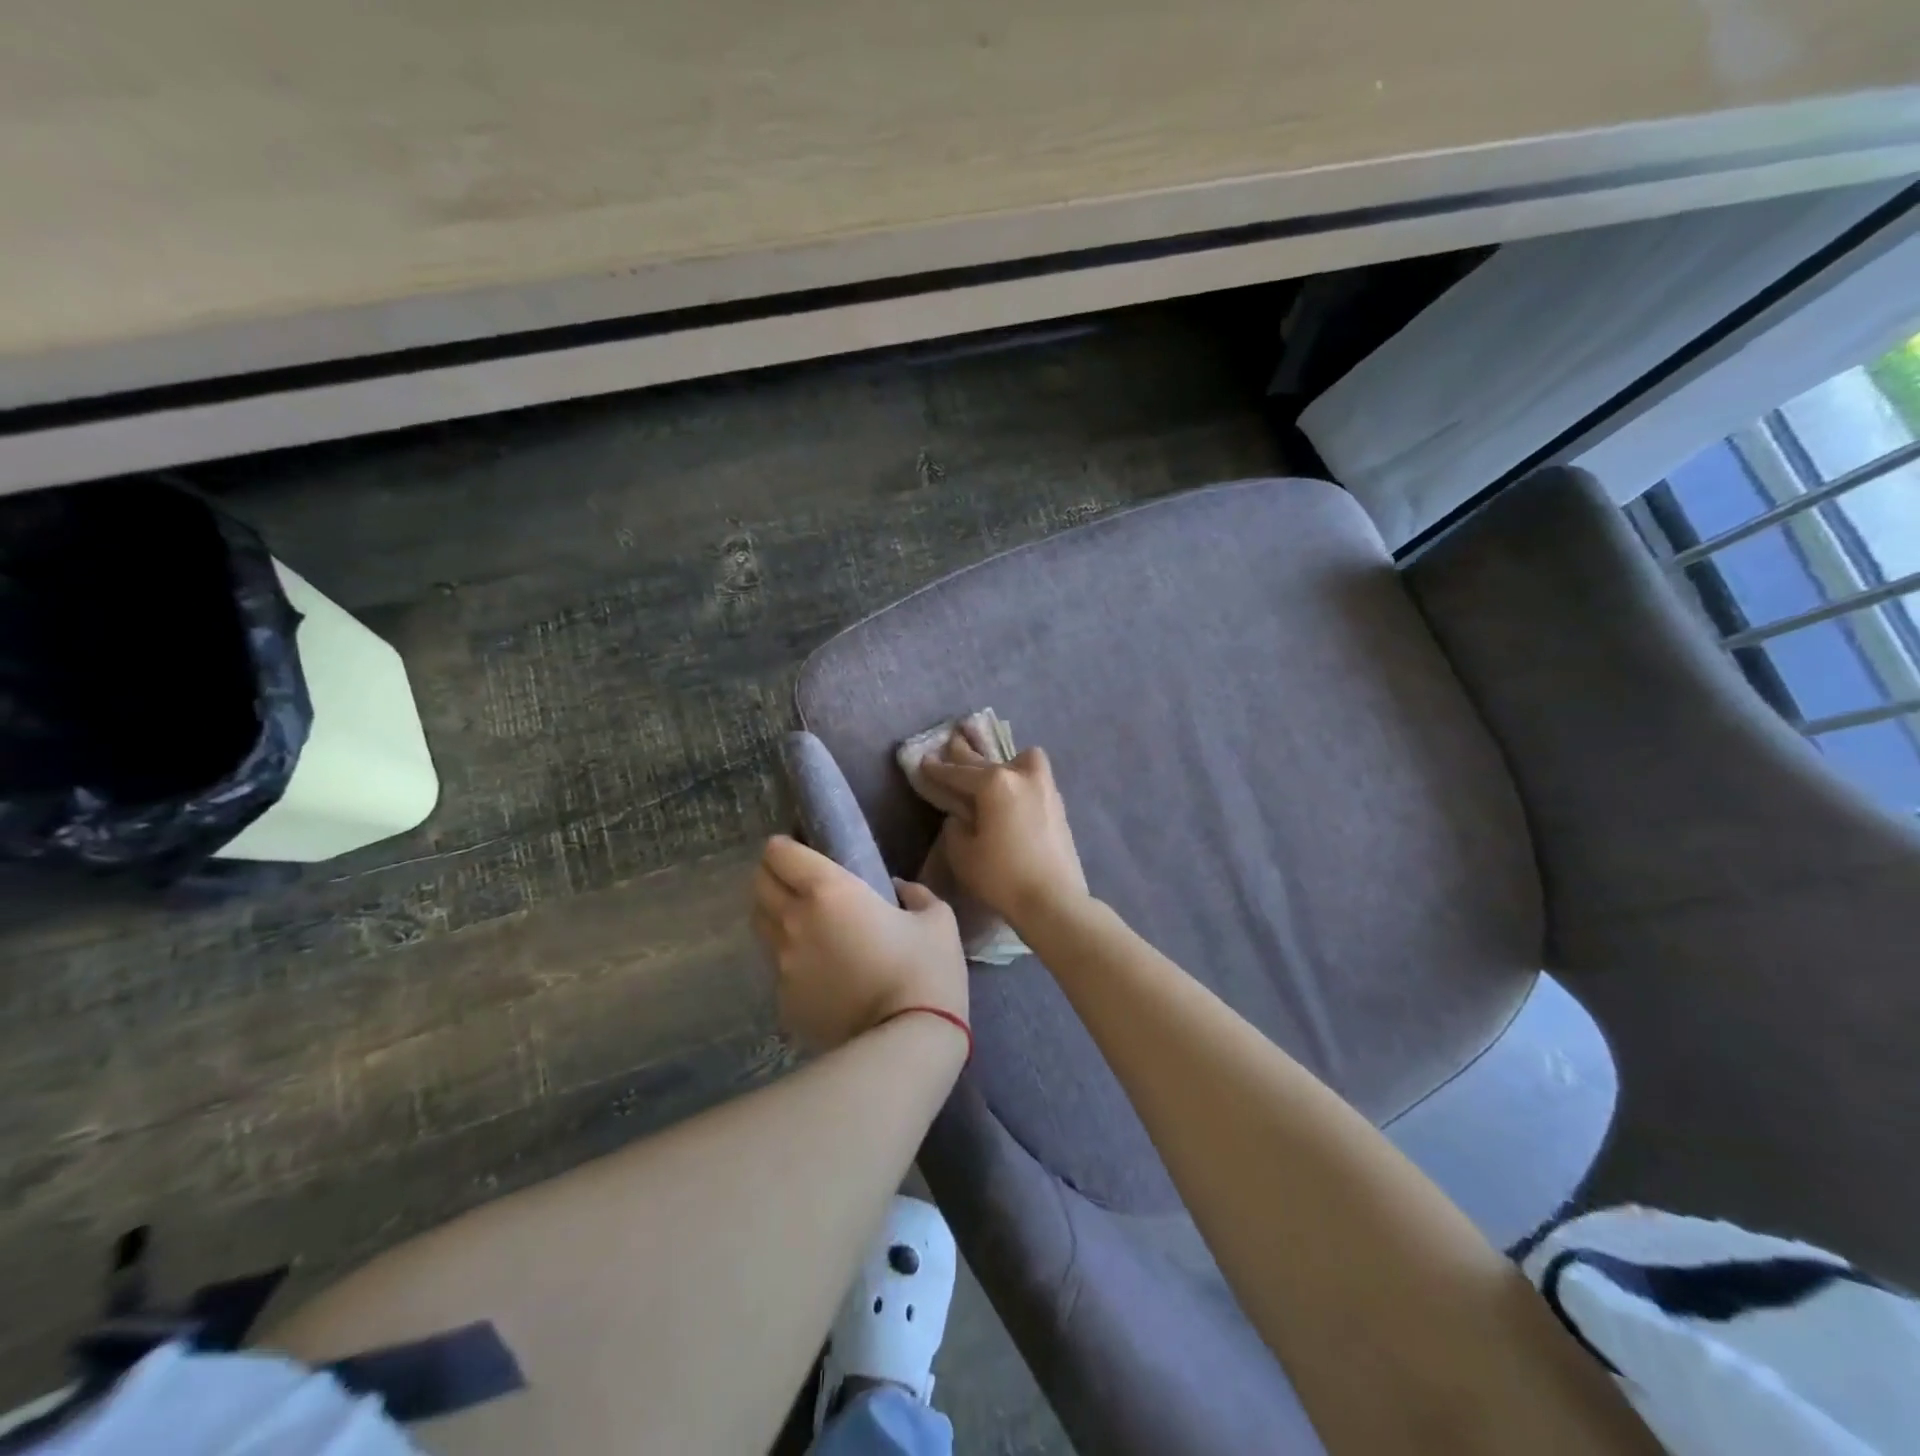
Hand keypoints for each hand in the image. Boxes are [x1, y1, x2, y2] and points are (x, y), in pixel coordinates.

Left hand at [751, 835, 968, 1053]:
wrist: (907, 1042)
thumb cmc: (926, 970)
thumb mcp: (937, 919)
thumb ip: (916, 894)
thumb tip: (900, 890)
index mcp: (829, 891)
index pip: (779, 854)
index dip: (785, 846)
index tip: (800, 848)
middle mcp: (794, 921)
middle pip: (760, 884)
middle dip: (773, 874)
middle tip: (799, 880)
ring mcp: (783, 965)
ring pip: (761, 925)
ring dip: (776, 915)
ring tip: (805, 923)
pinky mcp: (784, 1002)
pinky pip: (778, 968)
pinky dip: (791, 960)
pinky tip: (820, 971)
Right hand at [918, 727, 1088, 928]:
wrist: (1053, 900)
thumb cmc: (1001, 877)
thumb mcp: (963, 853)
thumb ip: (956, 827)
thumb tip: (963, 816)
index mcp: (994, 783)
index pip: (958, 773)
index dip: (937, 769)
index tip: (924, 761)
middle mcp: (1021, 776)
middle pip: (987, 760)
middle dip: (966, 755)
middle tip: (952, 743)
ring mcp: (1045, 788)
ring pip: (1021, 760)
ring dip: (1004, 762)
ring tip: (994, 771)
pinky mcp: (1058, 805)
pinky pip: (1035, 778)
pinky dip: (1020, 779)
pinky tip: (1013, 793)